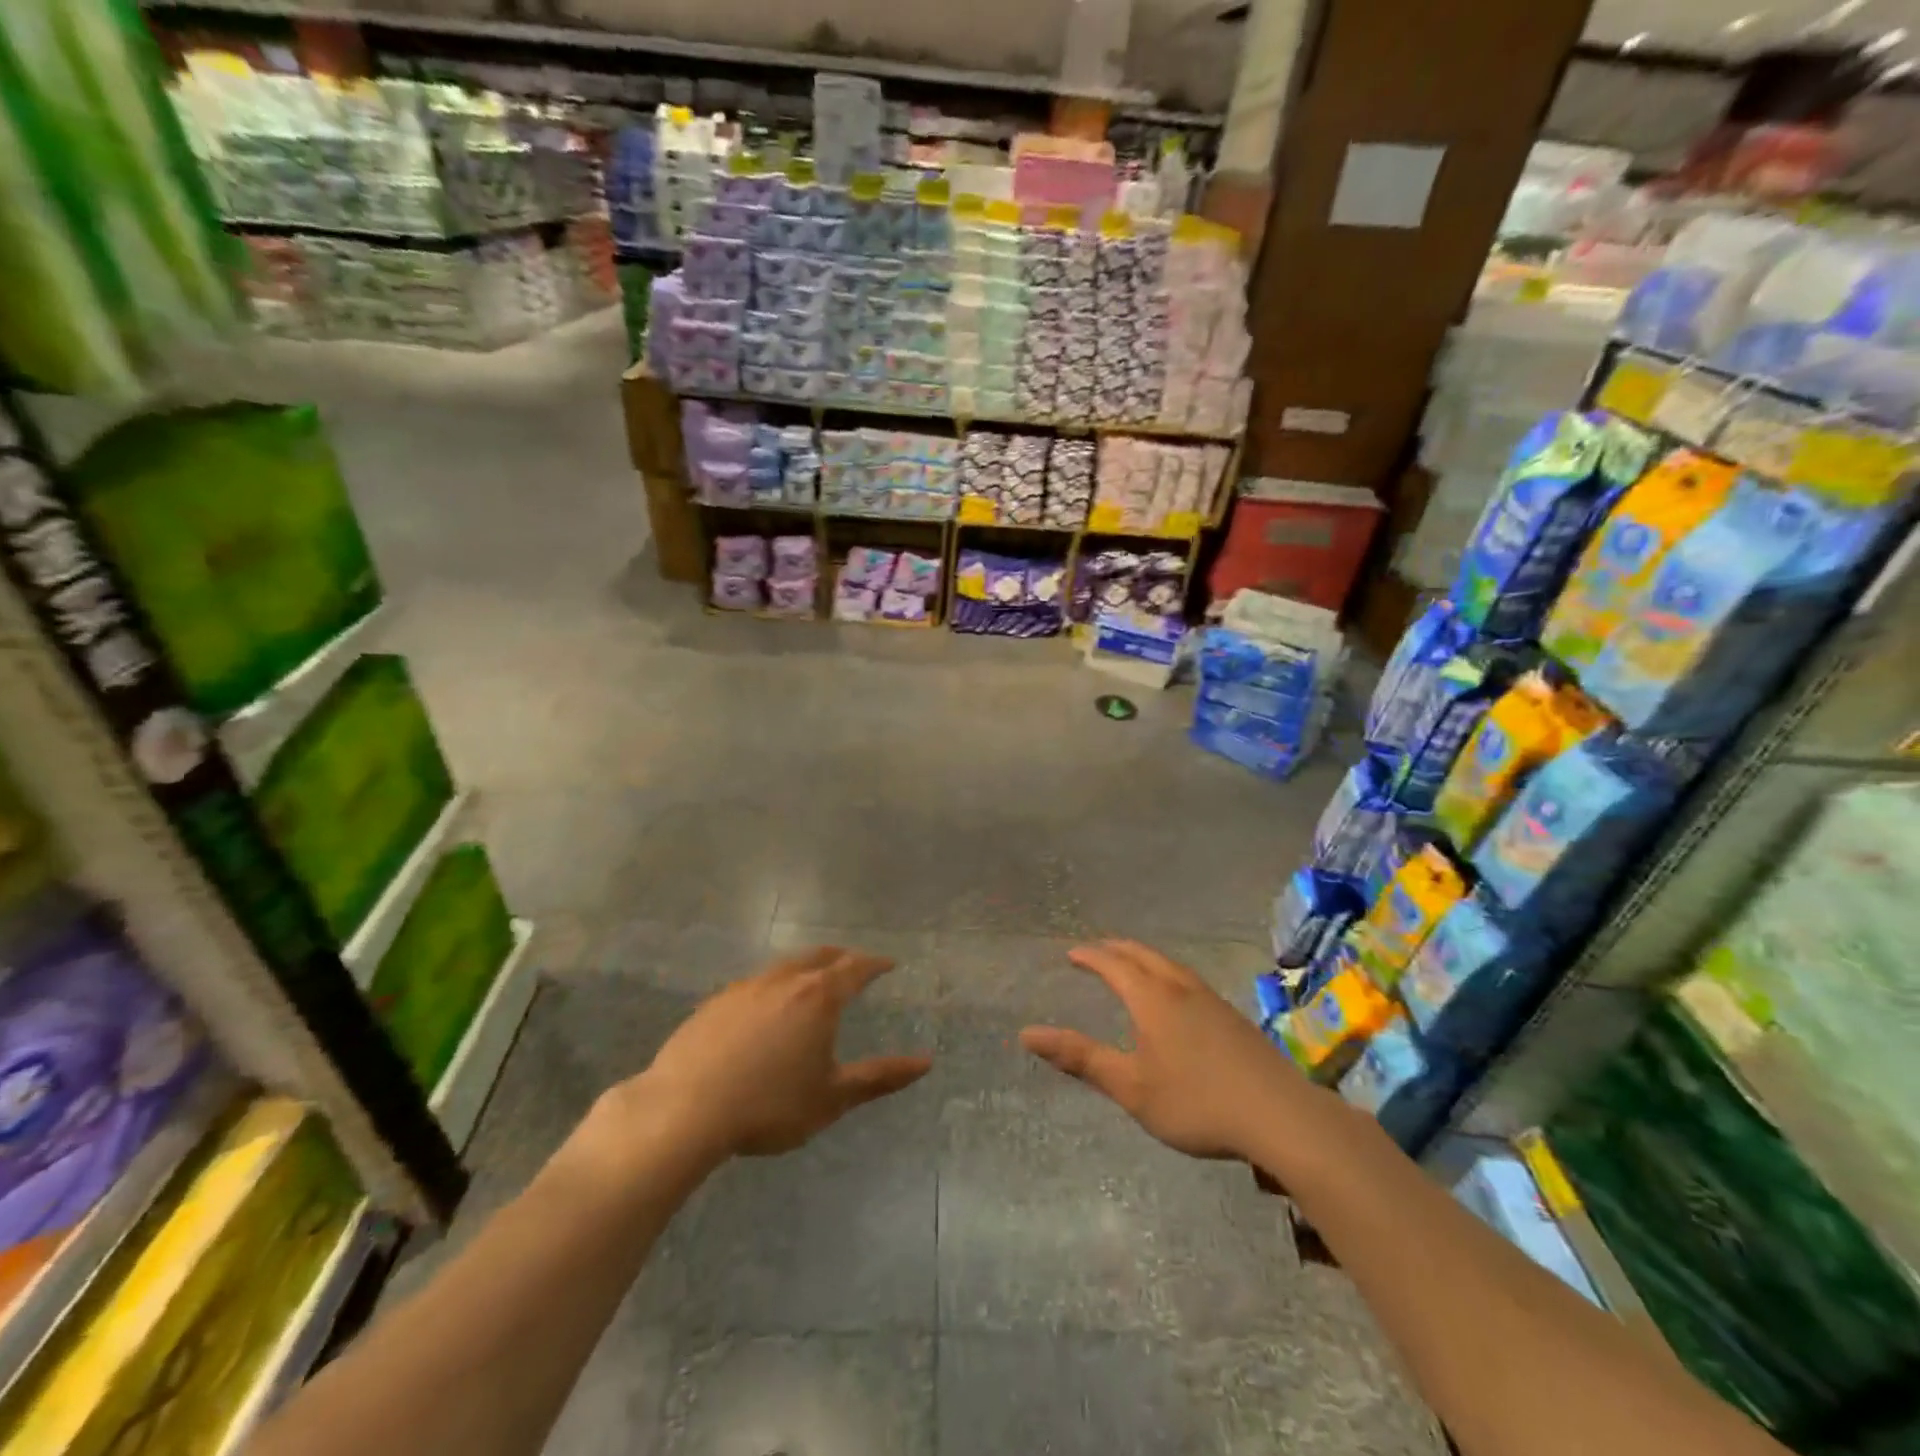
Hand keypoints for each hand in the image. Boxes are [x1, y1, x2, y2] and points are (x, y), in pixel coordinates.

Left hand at [630, 945, 931, 1159]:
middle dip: (840, 957)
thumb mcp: (832, 1097)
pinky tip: (763, 1009)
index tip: (888, 964)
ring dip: (804, 967)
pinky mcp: (714, 1003)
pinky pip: (753, 985)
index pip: (855, 968)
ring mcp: (745, 988)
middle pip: (819, 956)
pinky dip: (771, 987)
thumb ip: (880, 1077)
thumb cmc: (769, 1105)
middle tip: (853, 964)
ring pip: (783, 966)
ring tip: (810, 982)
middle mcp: (784, 981)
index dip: (874, 964)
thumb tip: (927, 1062)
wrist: (684, 1110)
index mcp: (818, 997)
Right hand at [1020, 939, 1303, 1161]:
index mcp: (1152, 999)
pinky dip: (1167, 975)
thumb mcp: (1131, 1087)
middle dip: (1116, 949)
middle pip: (1143, 956)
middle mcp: (1181, 989)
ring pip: (1170, 966)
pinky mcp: (1233, 1019)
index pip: (1114, 965)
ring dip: (1144, 959)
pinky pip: (1188, 981)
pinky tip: (1177, 999)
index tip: (1072, 953)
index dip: (1091, 957)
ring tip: (1133, 967)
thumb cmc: (1197, 1102)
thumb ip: (1081, 1059)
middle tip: (1097, 950)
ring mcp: (1212, 1001)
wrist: (1281, 1116)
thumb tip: (1027, 1034)